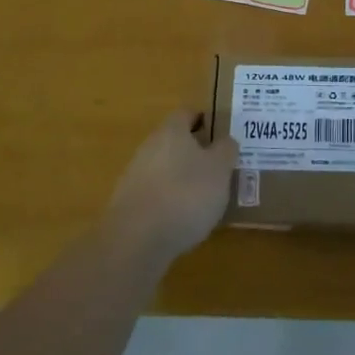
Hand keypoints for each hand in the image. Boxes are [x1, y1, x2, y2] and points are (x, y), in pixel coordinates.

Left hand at [108, 109, 238, 263]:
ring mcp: (135, 176)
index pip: (188, 113)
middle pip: (175, 141)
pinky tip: (184, 219)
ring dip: (183, 177)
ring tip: (206, 197)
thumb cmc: (185, 195)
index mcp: (171, 131)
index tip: (223, 134)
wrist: (136, 240)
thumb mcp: (219, 170)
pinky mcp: (128, 204)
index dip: (206, 119)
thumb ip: (226, 150)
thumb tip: (225, 140)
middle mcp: (149, 147)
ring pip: (165, 168)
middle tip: (220, 166)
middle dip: (196, 151)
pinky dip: (170, 200)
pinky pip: (156, 193)